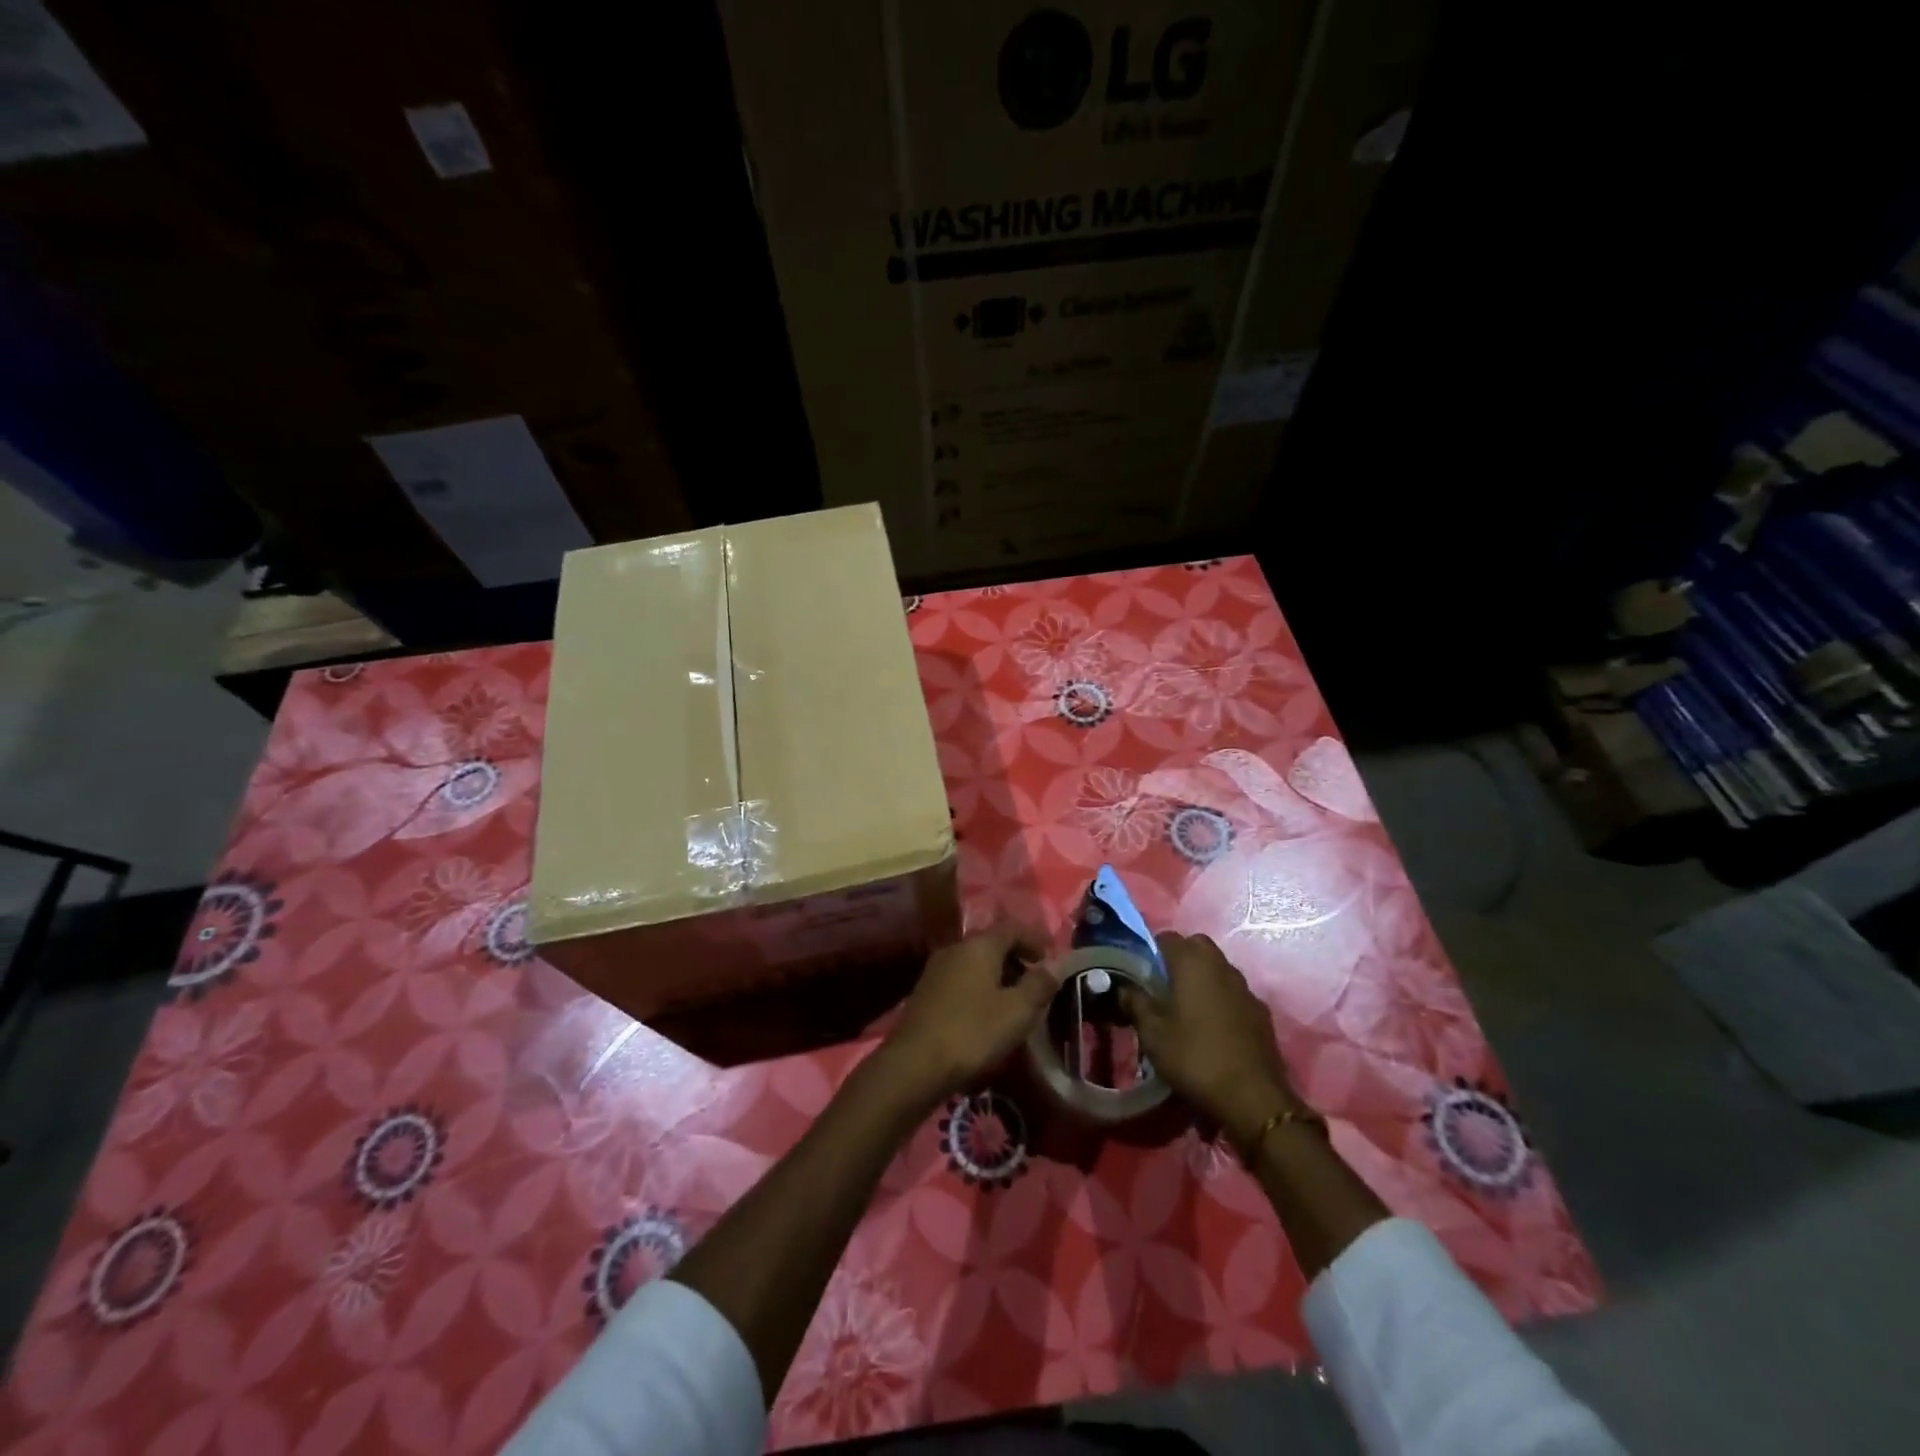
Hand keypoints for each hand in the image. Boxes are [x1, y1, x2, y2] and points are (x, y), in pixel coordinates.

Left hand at [874, 926, 1051, 1109]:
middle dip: (1016, 961)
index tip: (1050, 962)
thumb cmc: (973, 1032)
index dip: (1035, 940)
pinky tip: (984, 1017)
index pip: (1013, 928)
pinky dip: (978, 991)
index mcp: (980, 945)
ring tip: (1013, 1006)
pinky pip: (960, 981)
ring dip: (997, 978)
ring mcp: (936, 969)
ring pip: (975, 964)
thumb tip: (1056, 965)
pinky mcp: (925, 992)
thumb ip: (1039, 985)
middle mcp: (955, 948)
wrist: (914, 1064)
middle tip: (1035, 987)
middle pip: (992, 944)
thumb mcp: (1017, 1012)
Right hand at [1120, 932, 1301, 1146]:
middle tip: (1164, 985)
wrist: (1252, 1098)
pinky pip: (1235, 992)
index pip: (1168, 937)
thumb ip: (1136, 1004)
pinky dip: (1222, 998)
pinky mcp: (1261, 1011)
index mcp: (1192, 963)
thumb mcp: (1153, 1035)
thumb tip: (1124, 988)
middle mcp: (1221, 966)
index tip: (1142, 972)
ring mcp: (1245, 988)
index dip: (1152, 950)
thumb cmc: (1195, 1058)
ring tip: (1187, 1006)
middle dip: (1180, 957)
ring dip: (1203, 977)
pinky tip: (1214, 1026)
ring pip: (1219, 967)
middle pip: (1197, 946)